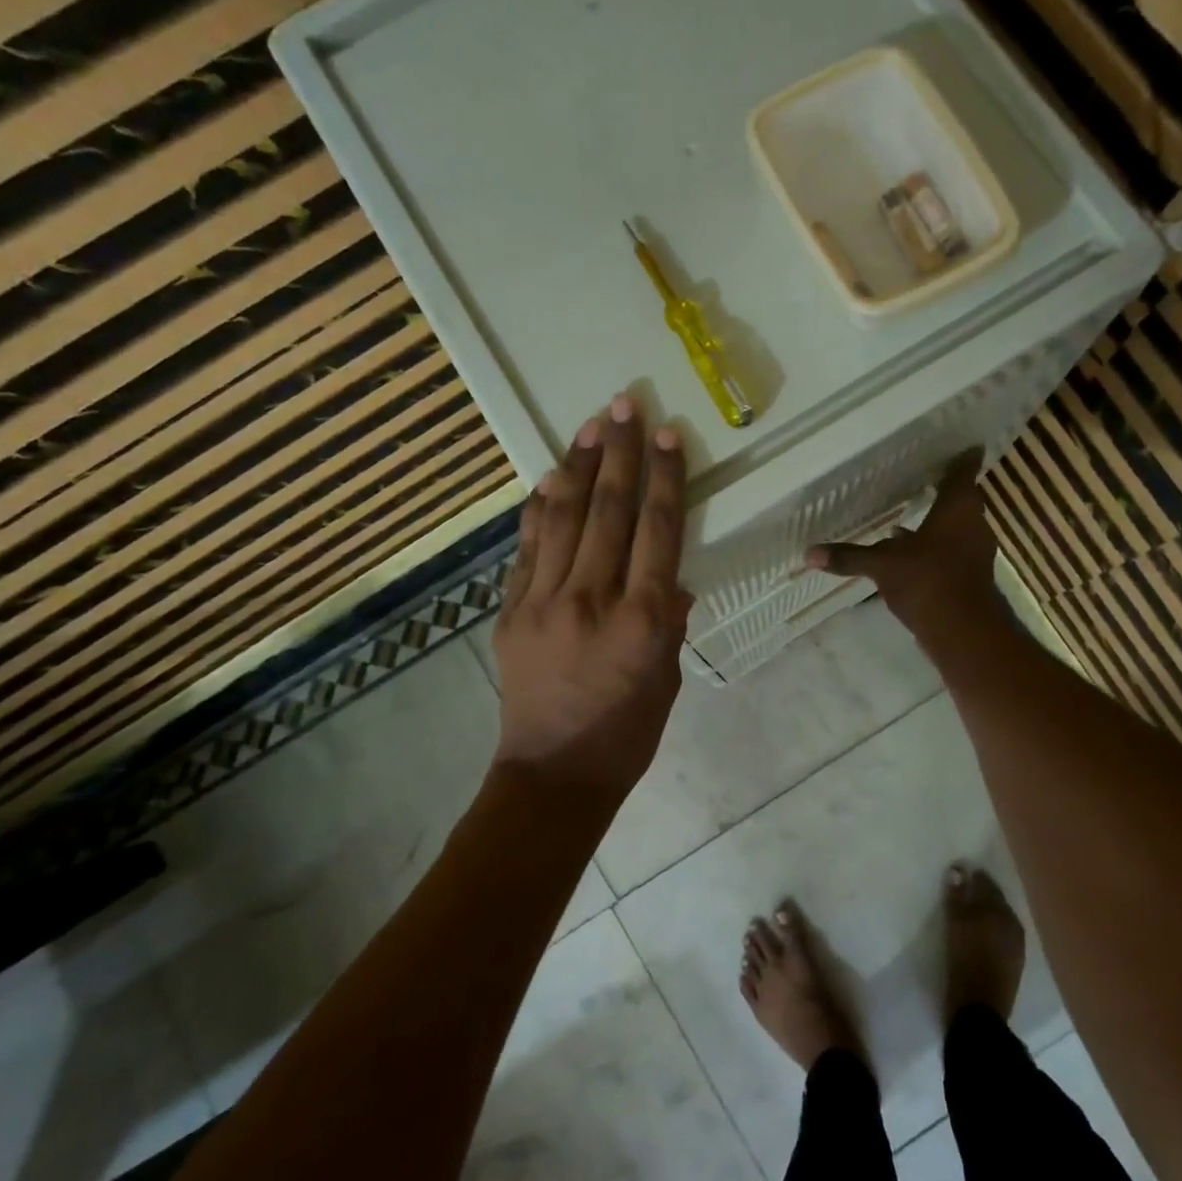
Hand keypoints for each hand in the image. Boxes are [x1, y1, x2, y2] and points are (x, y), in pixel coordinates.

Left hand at [492, 396, 691, 801]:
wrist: (552, 776)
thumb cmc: (625, 735)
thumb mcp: (667, 679)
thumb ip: (668, 622)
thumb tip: (670, 581)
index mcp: (642, 620)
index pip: (657, 530)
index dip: (665, 477)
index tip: (668, 434)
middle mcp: (592, 599)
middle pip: (609, 511)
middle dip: (620, 452)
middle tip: (625, 404)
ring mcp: (543, 602)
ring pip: (564, 519)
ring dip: (579, 467)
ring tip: (592, 425)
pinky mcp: (511, 612)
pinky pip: (527, 550)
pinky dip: (540, 511)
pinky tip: (550, 480)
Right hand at [806, 450, 1000, 636]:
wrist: (962, 630)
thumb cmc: (927, 580)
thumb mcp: (882, 564)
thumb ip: (849, 556)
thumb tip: (809, 553)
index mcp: (958, 508)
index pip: (963, 471)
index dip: (962, 457)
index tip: (962, 444)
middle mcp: (972, 524)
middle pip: (961, 500)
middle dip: (943, 492)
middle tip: (923, 478)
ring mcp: (973, 552)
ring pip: (955, 528)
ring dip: (936, 524)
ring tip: (908, 517)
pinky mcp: (968, 576)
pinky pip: (949, 552)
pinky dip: (933, 549)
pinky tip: (908, 555)